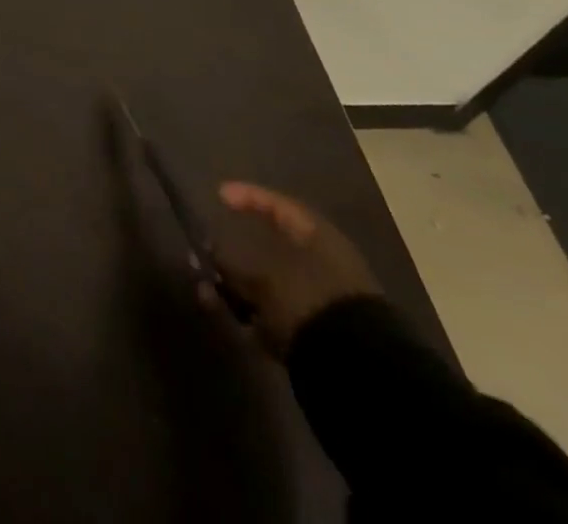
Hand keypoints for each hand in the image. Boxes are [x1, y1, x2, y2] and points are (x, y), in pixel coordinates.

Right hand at [206, 182, 382, 357]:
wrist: (360, 372)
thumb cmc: (309, 300)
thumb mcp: (263, 275)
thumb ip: (232, 263)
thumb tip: (209, 254)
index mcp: (320, 239)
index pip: (280, 205)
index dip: (248, 196)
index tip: (219, 195)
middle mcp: (324, 265)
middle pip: (272, 248)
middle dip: (235, 251)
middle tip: (207, 251)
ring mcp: (323, 303)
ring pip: (270, 285)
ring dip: (238, 286)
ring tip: (207, 291)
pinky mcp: (319, 337)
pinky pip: (276, 316)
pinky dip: (252, 315)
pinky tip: (228, 319)